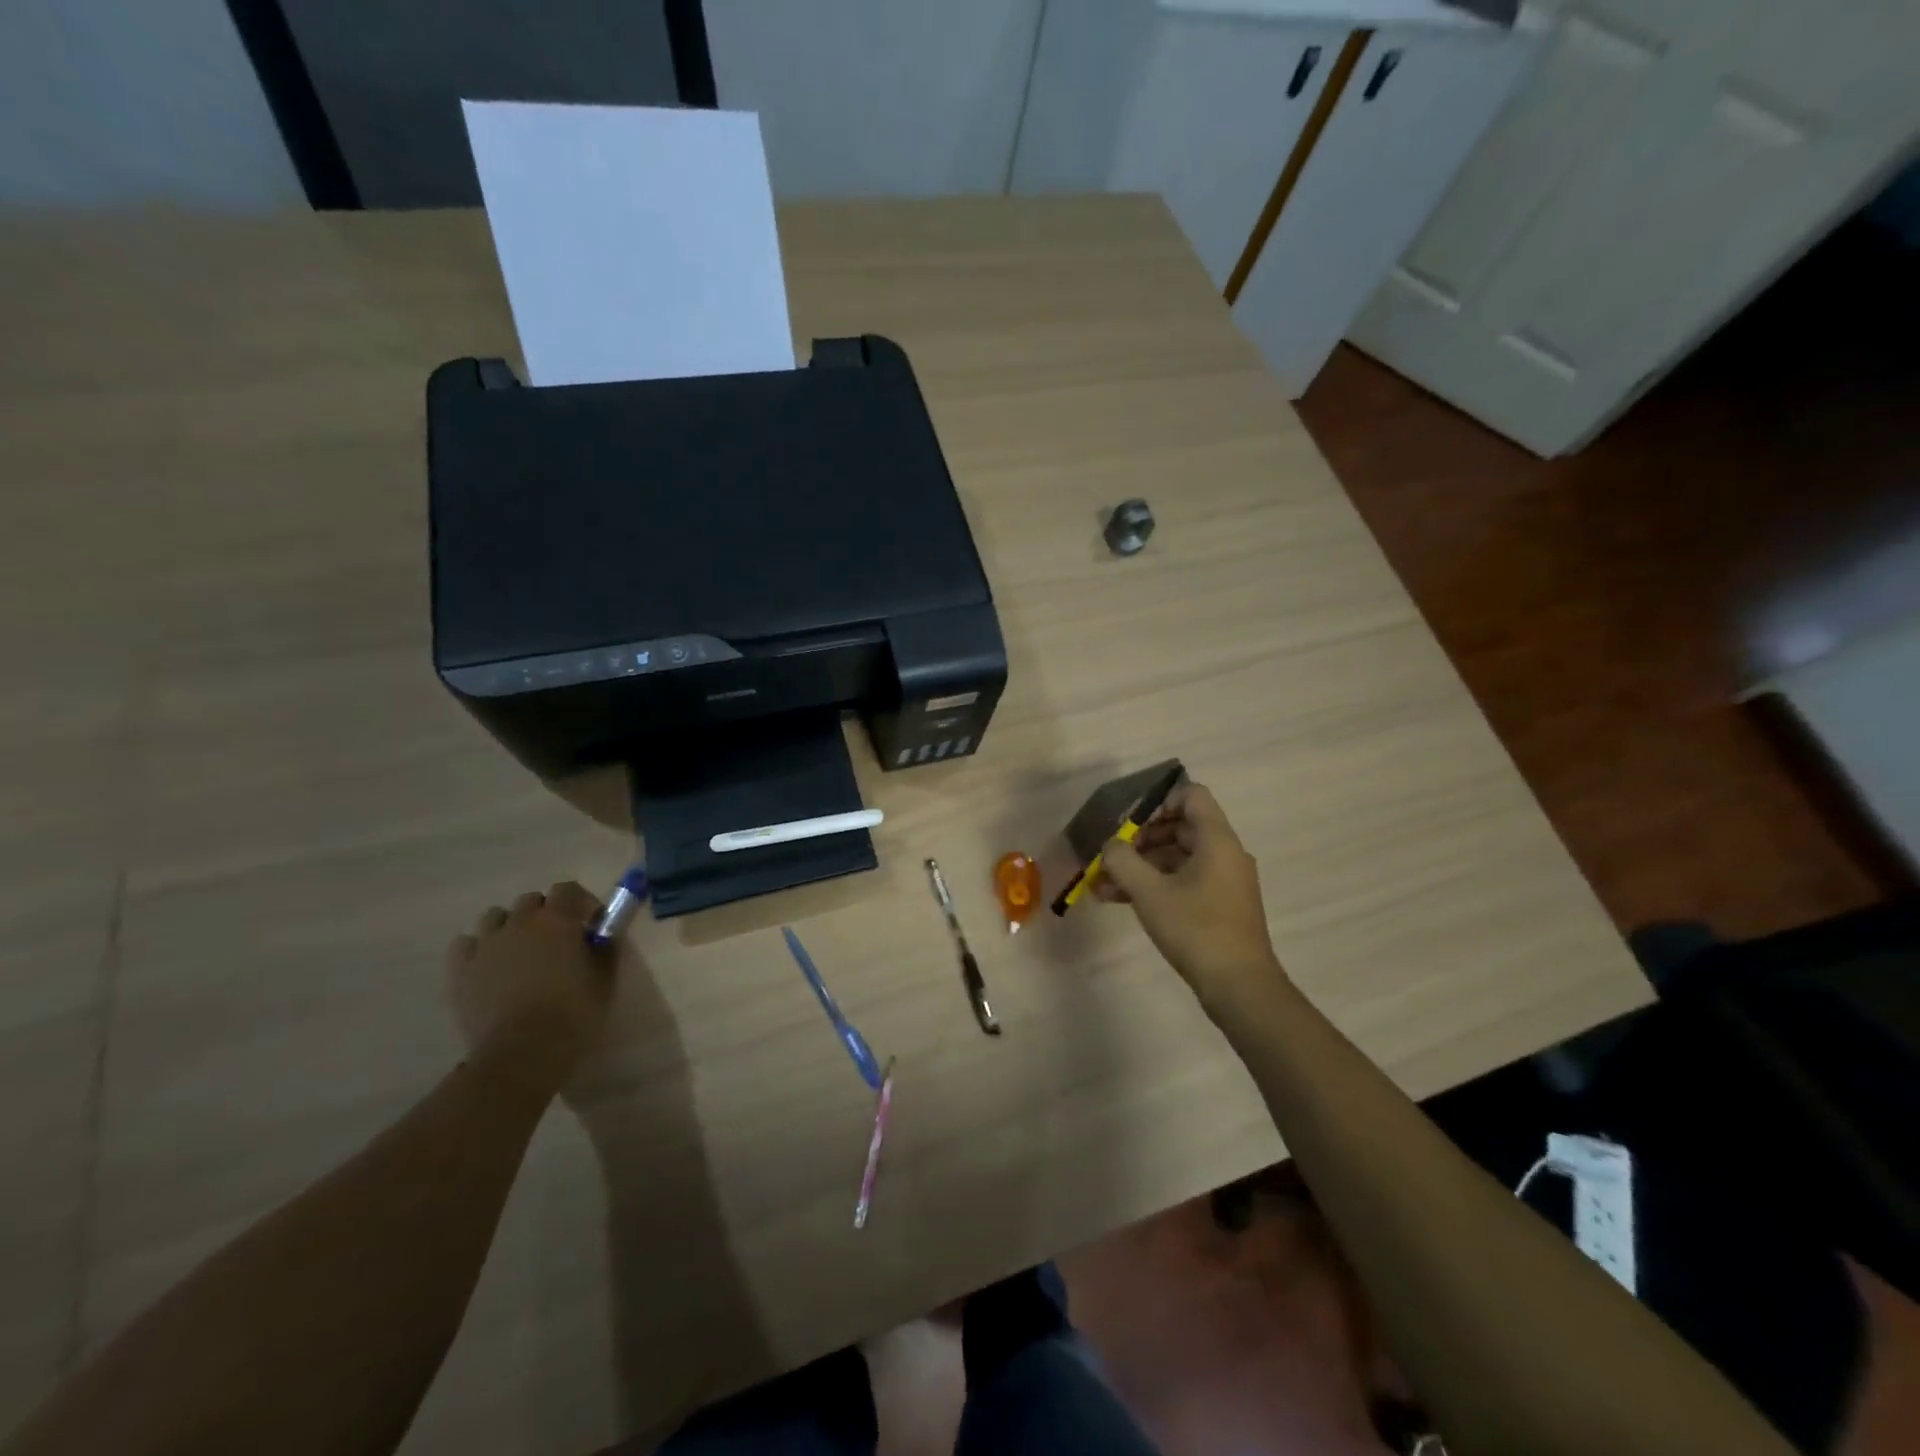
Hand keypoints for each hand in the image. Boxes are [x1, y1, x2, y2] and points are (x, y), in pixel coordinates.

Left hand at [445, 882, 613, 1091]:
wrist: (522, 1053)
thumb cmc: (573, 1013)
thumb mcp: (604, 979)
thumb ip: (604, 948)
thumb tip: (602, 935)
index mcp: (557, 920)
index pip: (568, 889)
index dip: (581, 902)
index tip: (591, 923)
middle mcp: (519, 923)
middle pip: (531, 901)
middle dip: (546, 913)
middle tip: (557, 940)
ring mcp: (486, 945)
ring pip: (495, 917)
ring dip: (510, 926)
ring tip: (521, 952)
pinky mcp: (461, 971)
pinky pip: (465, 944)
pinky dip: (478, 948)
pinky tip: (489, 965)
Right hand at [1095, 783, 1286, 1013]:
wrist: (1240, 987)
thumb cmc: (1196, 930)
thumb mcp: (1150, 893)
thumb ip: (1123, 861)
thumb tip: (1110, 845)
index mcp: (1217, 841)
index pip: (1192, 795)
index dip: (1159, 802)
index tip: (1131, 824)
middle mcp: (1225, 854)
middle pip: (1181, 826)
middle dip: (1142, 838)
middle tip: (1113, 856)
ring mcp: (1224, 881)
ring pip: (1178, 857)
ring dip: (1142, 865)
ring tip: (1105, 884)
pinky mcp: (1219, 905)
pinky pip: (1184, 880)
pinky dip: (1156, 884)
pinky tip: (1121, 900)